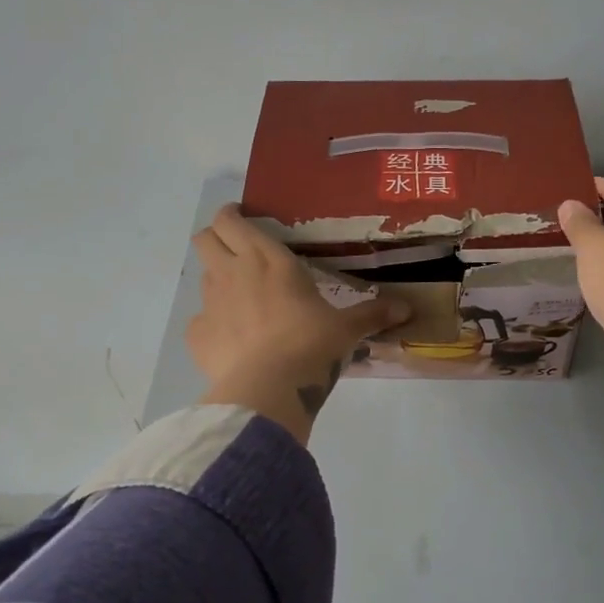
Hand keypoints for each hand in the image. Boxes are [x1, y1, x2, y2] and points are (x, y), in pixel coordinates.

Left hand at [189, 205, 407, 443]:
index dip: (231, 214)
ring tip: (242, 300)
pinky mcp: (196, 335)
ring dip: (217, 280)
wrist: (269, 388)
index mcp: (267, 258)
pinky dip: (213, 325)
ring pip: (202, 276)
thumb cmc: (311, 345)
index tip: (242, 218)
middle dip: (215, 239)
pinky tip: (233, 341)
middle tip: (236, 251)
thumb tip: (407, 309)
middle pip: (205, 239)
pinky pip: (200, 321)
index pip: (231, 219)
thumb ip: (372, 314)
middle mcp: (232, 271)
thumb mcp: (346, 329)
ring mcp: (209, 303)